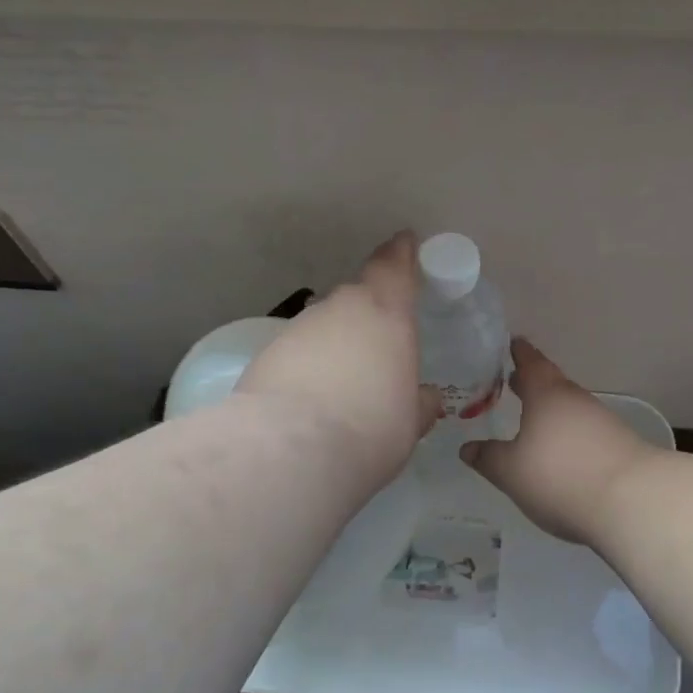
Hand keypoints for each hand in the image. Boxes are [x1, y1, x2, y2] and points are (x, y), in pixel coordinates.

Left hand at [236, 232, 440, 488]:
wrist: (290, 450)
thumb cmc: (371, 428)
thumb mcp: (410, 422)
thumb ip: (419, 403)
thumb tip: (425, 398)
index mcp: (385, 314)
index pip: (393, 266)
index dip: (400, 254)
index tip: (404, 243)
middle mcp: (340, 309)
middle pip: (357, 299)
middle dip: (368, 316)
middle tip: (378, 347)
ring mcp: (298, 329)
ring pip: (324, 327)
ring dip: (335, 347)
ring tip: (343, 386)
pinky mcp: (266, 355)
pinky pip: (298, 354)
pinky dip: (308, 369)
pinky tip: (311, 402)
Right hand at [461, 339, 657, 544]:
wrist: (632, 501)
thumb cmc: (560, 476)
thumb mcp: (511, 471)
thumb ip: (488, 458)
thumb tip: (468, 449)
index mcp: (547, 395)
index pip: (531, 363)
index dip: (519, 353)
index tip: (512, 343)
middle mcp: (576, 401)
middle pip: (552, 384)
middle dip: (532, 383)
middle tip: (513, 381)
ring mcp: (602, 423)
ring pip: (570, 409)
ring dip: (551, 411)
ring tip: (532, 419)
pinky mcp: (619, 447)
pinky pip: (585, 432)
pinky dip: (568, 434)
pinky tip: (561, 452)